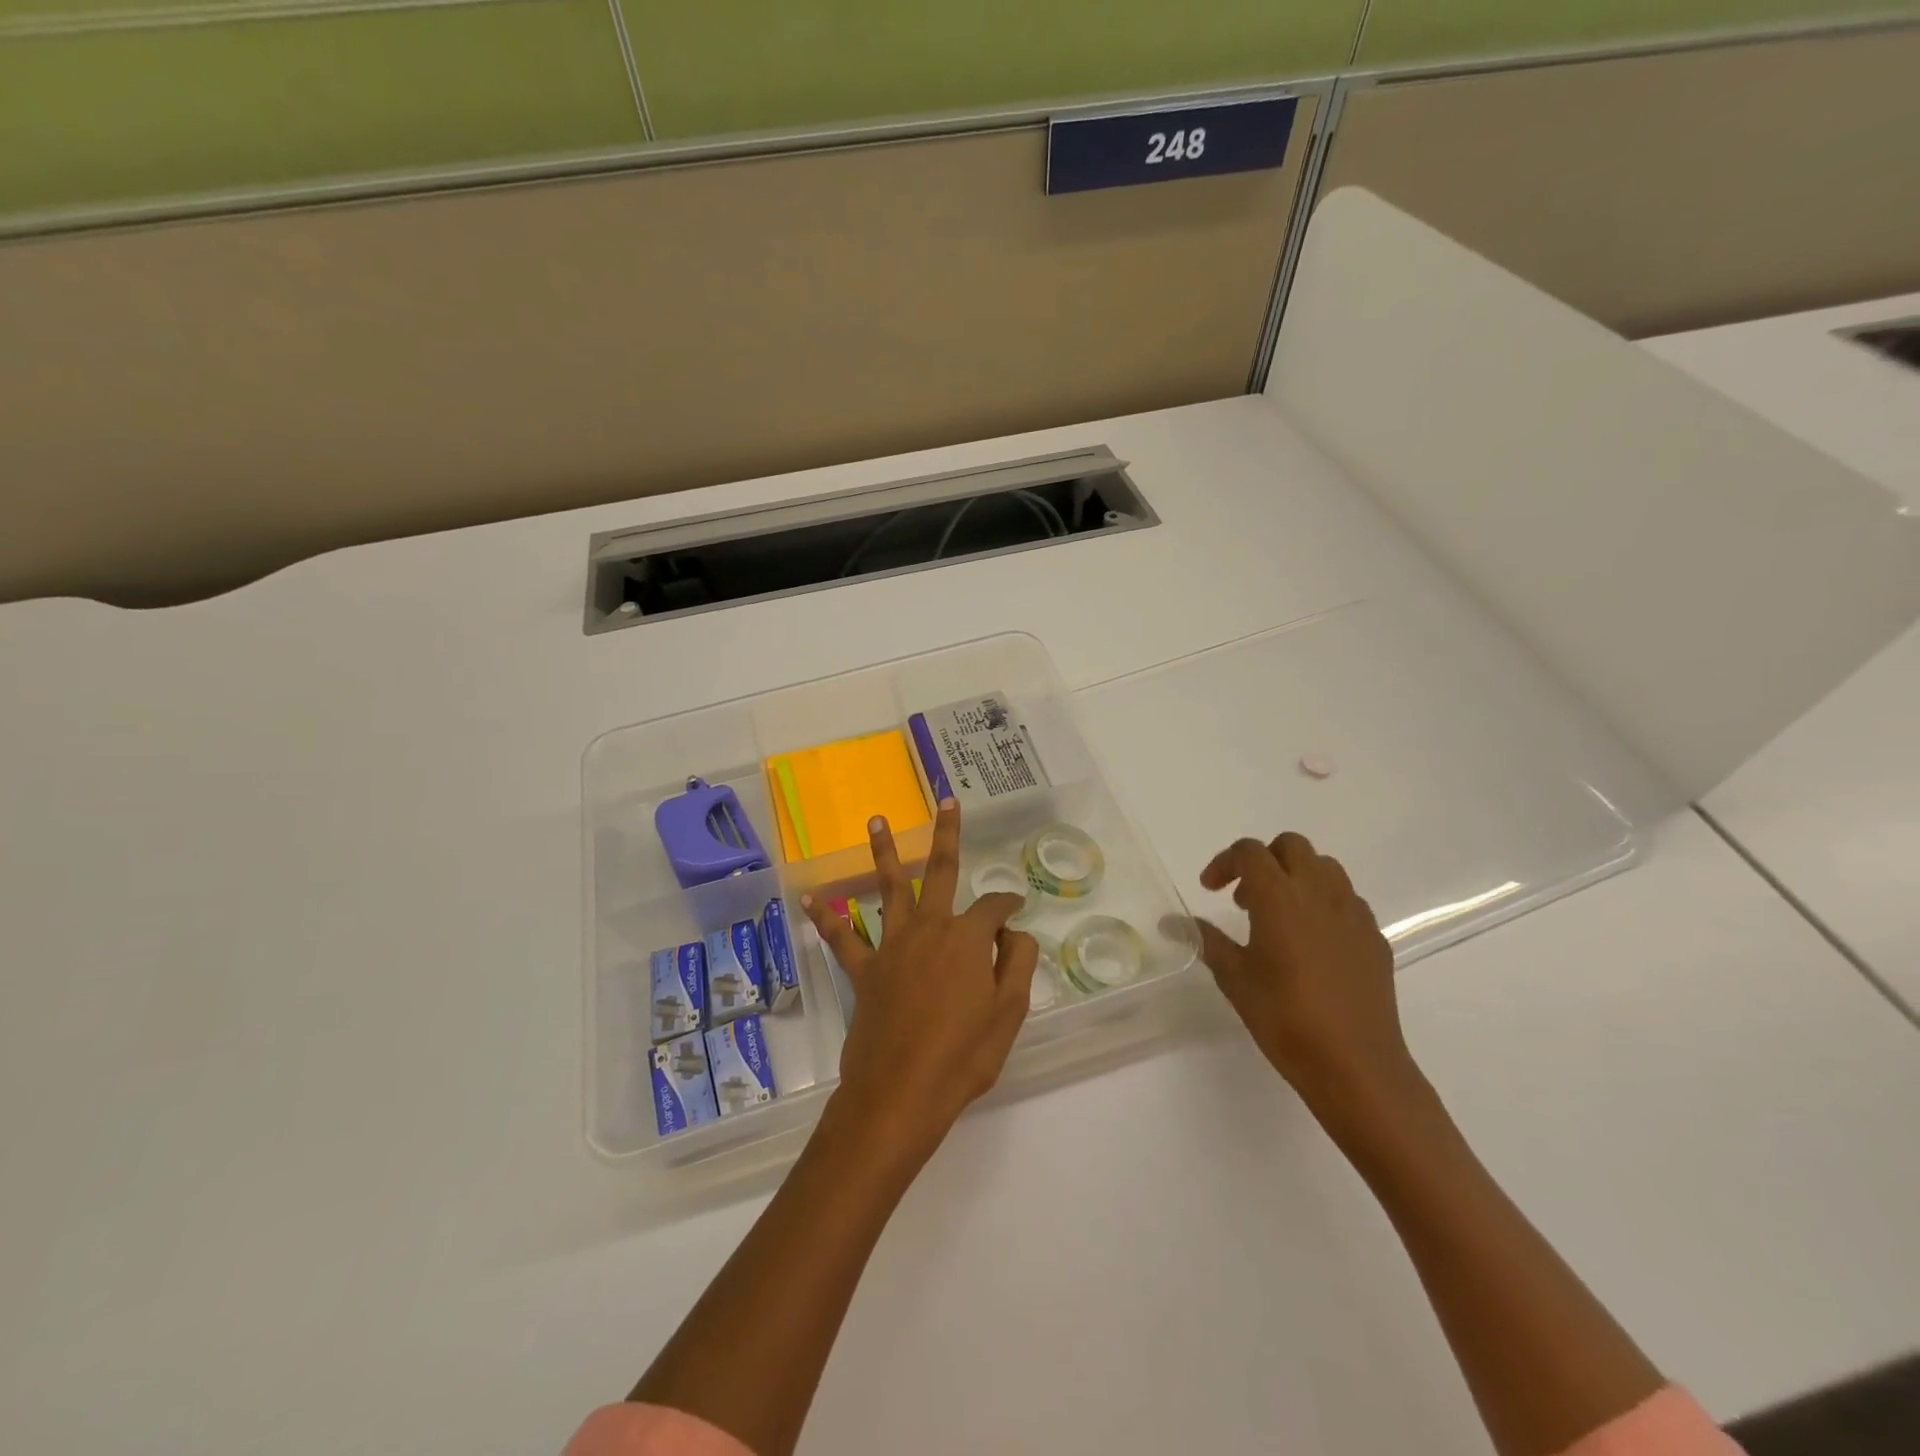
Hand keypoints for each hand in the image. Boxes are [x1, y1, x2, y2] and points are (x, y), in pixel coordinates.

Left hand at [802, 798, 1038, 1168]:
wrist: (900, 1093)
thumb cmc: (963, 1056)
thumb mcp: (1009, 1013)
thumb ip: (1016, 965)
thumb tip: (1015, 934)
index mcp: (967, 938)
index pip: (994, 907)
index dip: (1009, 904)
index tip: (1017, 908)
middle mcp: (929, 929)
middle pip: (940, 870)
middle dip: (946, 834)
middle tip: (946, 801)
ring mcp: (892, 946)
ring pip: (888, 888)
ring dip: (884, 852)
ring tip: (876, 820)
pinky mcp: (864, 970)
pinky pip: (843, 939)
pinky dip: (826, 918)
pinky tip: (810, 899)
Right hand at [1195, 832, 1417, 1122]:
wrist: (1356, 1065)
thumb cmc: (1285, 1018)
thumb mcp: (1234, 978)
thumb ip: (1205, 940)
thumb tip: (1171, 921)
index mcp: (1279, 897)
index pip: (1250, 852)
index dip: (1225, 862)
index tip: (1210, 890)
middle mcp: (1319, 893)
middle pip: (1291, 846)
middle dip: (1263, 860)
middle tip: (1244, 898)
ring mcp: (1352, 913)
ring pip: (1324, 867)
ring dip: (1296, 876)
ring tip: (1278, 916)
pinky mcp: (1374, 937)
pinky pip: (1346, 900)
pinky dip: (1323, 903)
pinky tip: (1312, 942)